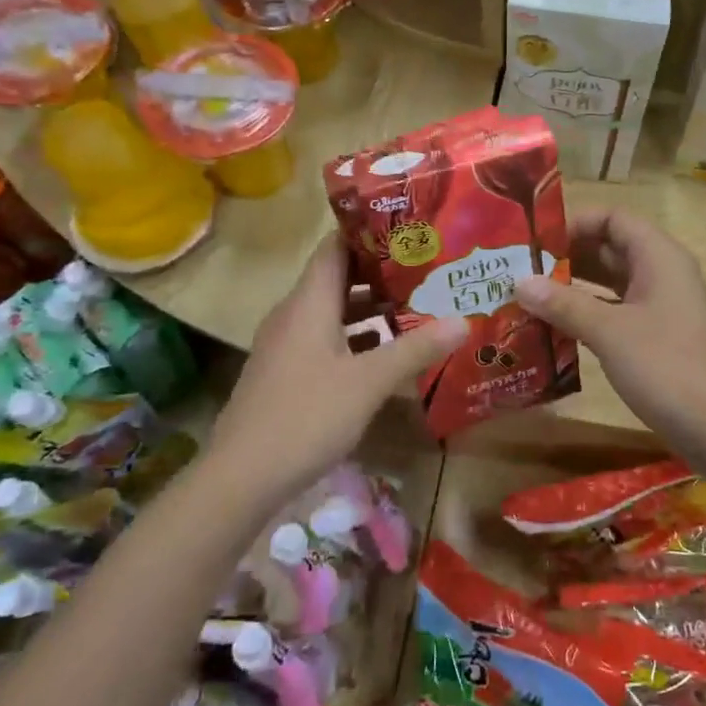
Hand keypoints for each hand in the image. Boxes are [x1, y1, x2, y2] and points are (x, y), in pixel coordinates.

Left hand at [207, 237, 465, 502]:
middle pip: (338, 278)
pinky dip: (357, 339)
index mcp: (309, 303)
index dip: (369, 232)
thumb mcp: (369, 382)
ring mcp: (287, 346)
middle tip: (428, 269)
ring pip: (334, 313)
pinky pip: (326, 340)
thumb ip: (416, 349)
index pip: (336, 247)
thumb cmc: (307, 416)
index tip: (410, 228)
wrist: (242, 476)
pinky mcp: (287, 373)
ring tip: (418, 307)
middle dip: (382, 273)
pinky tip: (387, 355)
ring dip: (372, 309)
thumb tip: (464, 320)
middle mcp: (294, 315)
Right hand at [514, 208, 705, 451]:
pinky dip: (588, 311)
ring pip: (612, 281)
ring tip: (529, 295)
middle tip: (521, 269)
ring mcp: (662, 304)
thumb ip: (563, 304)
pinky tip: (555, 325)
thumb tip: (519, 282)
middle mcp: (662, 272)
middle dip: (567, 256)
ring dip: (574, 286)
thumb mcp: (608, 331)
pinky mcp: (657, 333)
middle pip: (610, 247)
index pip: (613, 218)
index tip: (536, 241)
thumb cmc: (663, 365)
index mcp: (659, 256)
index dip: (575, 223)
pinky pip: (617, 309)